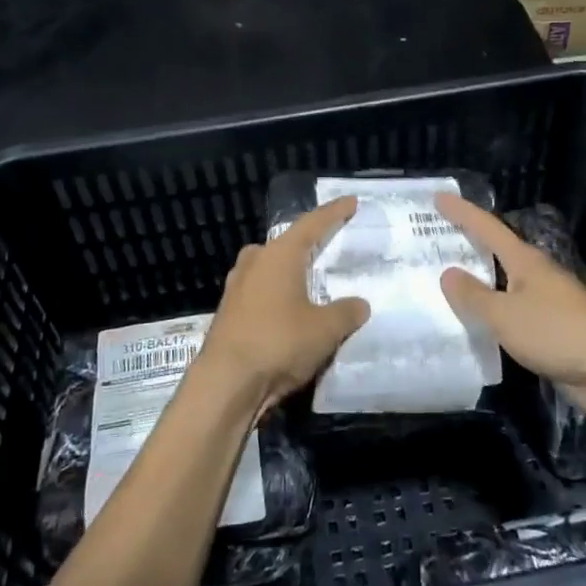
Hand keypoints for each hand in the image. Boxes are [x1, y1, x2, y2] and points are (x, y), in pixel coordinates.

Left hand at [197, 197, 370, 409]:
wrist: (226, 383)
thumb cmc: (279, 343)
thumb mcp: (325, 329)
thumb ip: (346, 312)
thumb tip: (360, 304)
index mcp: (279, 255)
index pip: (312, 224)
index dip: (334, 213)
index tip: (350, 202)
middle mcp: (255, 262)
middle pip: (285, 244)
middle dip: (306, 244)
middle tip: (329, 247)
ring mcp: (237, 287)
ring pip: (270, 270)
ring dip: (290, 274)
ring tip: (311, 282)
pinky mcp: (229, 313)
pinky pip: (261, 293)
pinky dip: (278, 297)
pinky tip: (290, 313)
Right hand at [435, 193, 585, 424]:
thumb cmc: (556, 331)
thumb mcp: (505, 314)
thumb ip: (473, 296)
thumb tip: (448, 273)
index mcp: (525, 261)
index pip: (487, 228)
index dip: (462, 212)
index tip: (440, 197)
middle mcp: (535, 276)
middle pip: (497, 253)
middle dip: (469, 245)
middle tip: (435, 241)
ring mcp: (546, 303)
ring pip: (504, 286)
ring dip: (479, 283)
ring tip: (446, 285)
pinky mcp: (552, 332)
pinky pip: (512, 316)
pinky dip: (492, 315)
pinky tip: (475, 326)